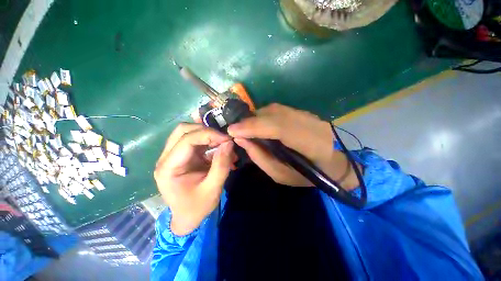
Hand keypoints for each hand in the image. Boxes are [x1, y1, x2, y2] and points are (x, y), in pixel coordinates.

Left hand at [154, 123, 234, 235]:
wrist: (187, 218)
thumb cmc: (197, 208)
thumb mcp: (212, 189)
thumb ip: (221, 165)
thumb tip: (229, 143)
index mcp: (168, 168)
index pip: (186, 140)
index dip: (208, 135)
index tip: (227, 139)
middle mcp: (167, 158)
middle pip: (183, 130)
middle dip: (207, 131)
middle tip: (224, 140)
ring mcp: (174, 155)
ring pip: (189, 132)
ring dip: (209, 135)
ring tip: (224, 145)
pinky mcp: (183, 156)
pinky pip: (196, 141)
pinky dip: (210, 142)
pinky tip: (221, 149)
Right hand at [228, 103, 358, 188]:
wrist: (332, 163)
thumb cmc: (306, 176)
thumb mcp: (280, 175)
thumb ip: (260, 157)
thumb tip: (240, 139)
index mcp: (311, 144)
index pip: (279, 128)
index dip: (254, 126)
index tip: (232, 130)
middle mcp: (311, 123)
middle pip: (275, 114)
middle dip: (251, 121)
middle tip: (235, 129)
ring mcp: (308, 115)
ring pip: (275, 109)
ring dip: (256, 117)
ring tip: (245, 127)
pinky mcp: (303, 112)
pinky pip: (278, 110)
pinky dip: (264, 115)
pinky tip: (258, 124)